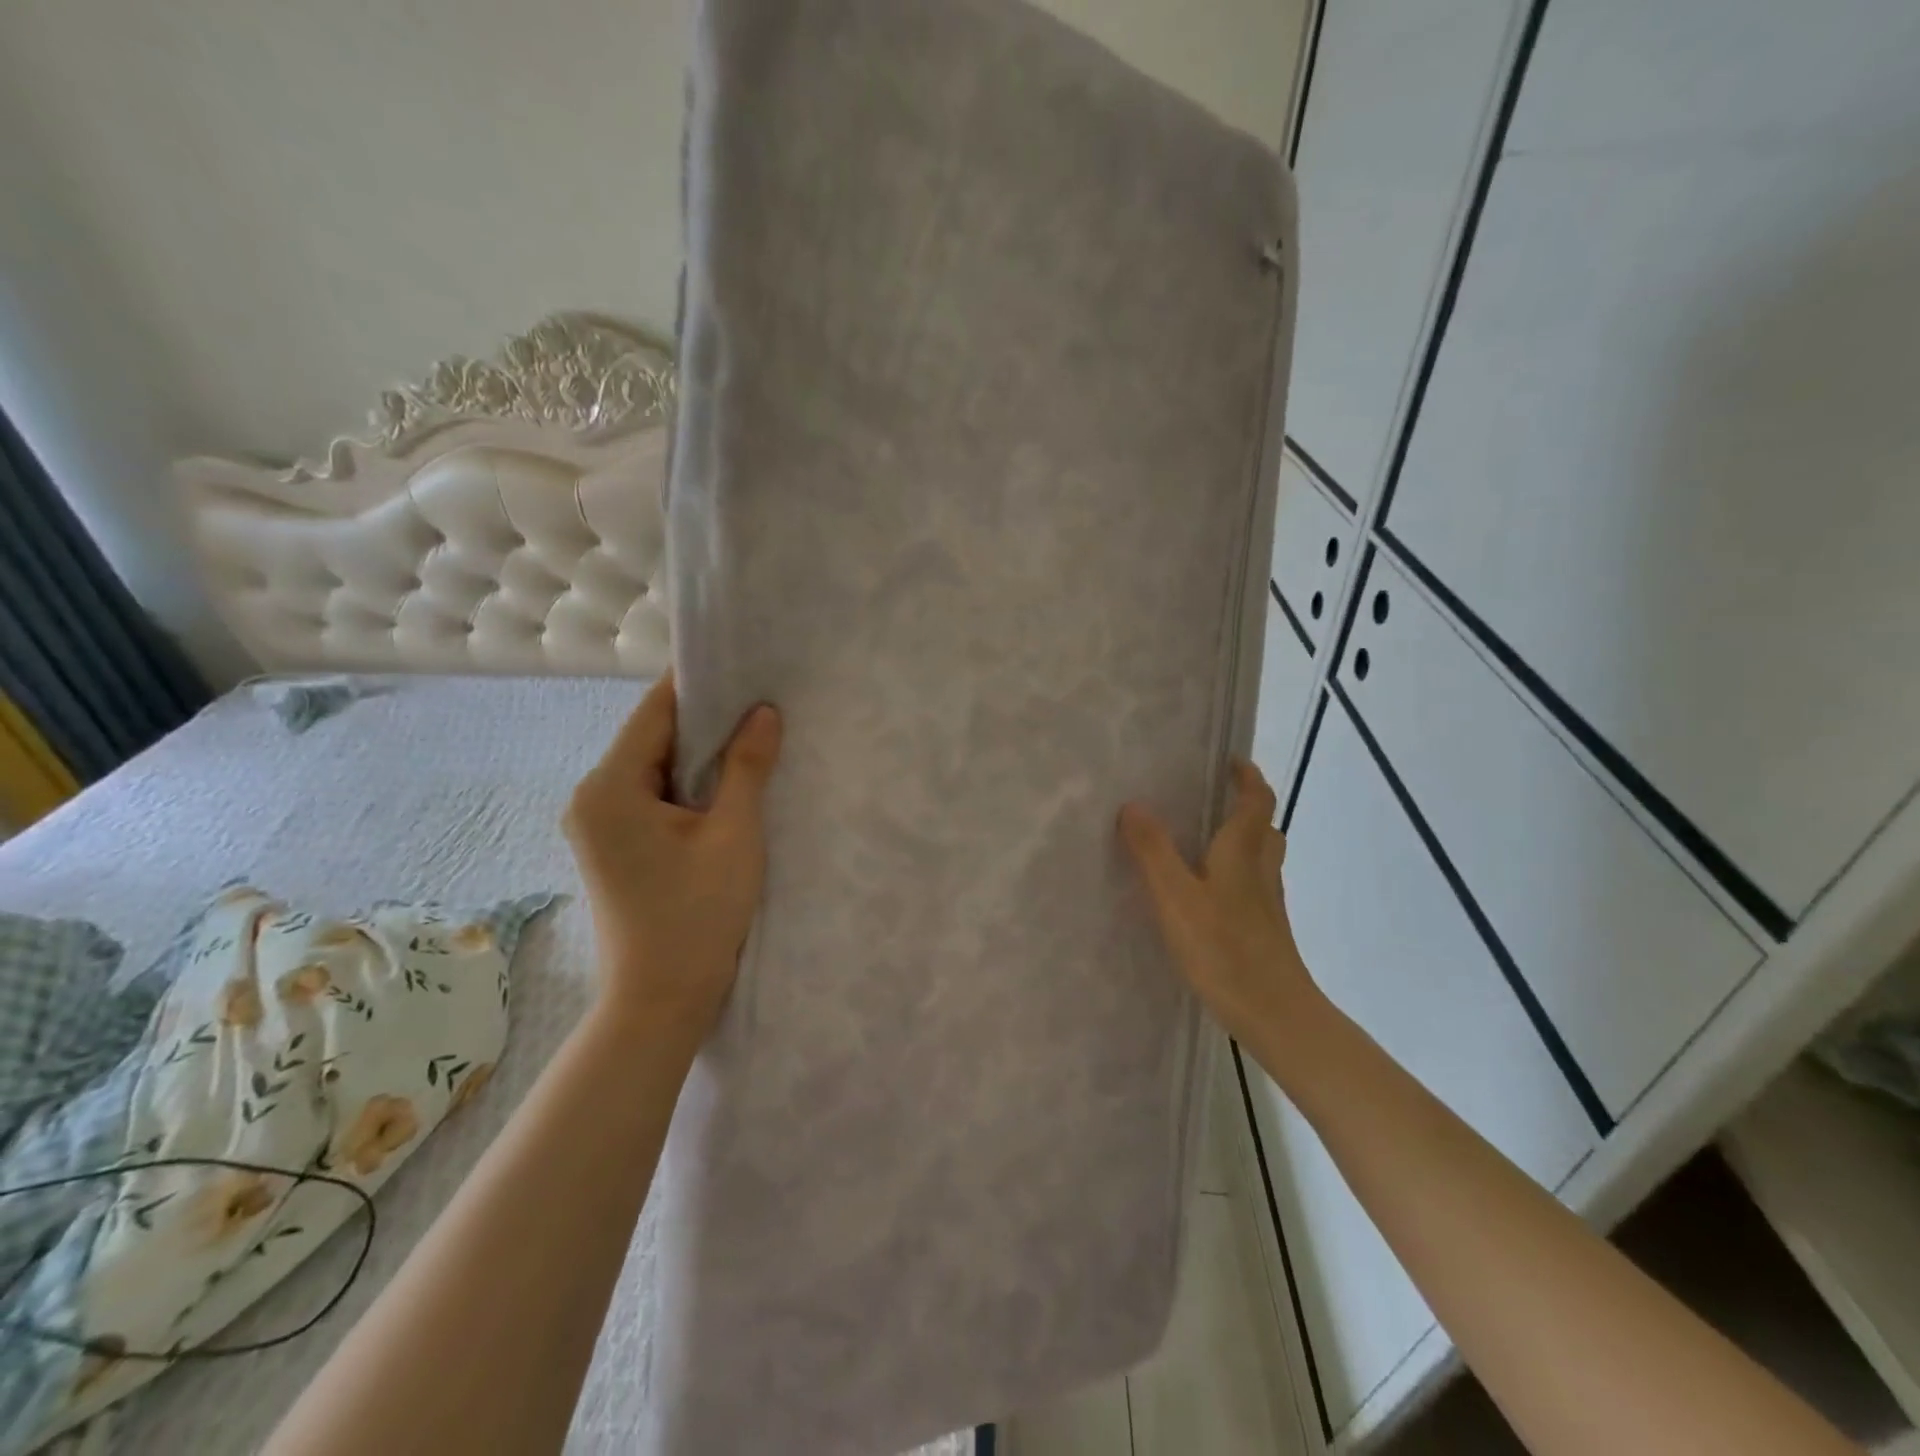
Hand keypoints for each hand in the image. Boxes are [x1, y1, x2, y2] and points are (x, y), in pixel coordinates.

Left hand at [563, 672, 782, 1037]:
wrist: (660, 1001)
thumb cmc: (698, 915)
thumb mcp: (733, 834)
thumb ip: (746, 766)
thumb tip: (764, 711)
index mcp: (610, 787)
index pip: (654, 712)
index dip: (697, 685)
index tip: (741, 663)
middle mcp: (592, 797)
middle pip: (652, 738)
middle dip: (704, 720)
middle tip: (759, 700)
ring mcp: (598, 824)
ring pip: (654, 768)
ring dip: (698, 755)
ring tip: (751, 736)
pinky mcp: (613, 846)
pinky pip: (651, 797)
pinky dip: (686, 786)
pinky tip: (726, 783)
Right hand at [1119, 761, 1321, 1052]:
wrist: (1275, 1014)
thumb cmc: (1224, 949)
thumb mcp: (1176, 896)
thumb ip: (1153, 851)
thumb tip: (1133, 805)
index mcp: (1243, 852)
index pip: (1257, 799)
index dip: (1247, 775)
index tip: (1229, 760)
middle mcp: (1262, 870)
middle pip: (1263, 827)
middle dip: (1244, 806)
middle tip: (1211, 798)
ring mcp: (1267, 903)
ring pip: (1260, 858)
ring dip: (1241, 840)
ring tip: (1204, 840)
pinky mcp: (1265, 930)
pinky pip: (1252, 886)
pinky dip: (1235, 874)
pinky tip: (1207, 894)